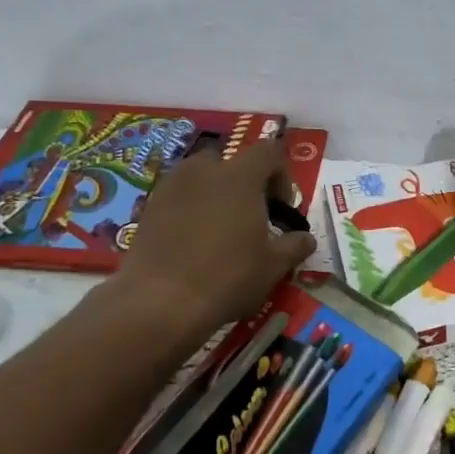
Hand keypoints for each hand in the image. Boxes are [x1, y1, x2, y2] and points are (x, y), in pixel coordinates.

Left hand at [85, 139, 316, 339]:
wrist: (160, 301)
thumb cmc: (228, 276)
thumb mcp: (274, 266)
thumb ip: (294, 245)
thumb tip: (306, 238)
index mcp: (240, 176)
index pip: (269, 152)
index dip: (282, 176)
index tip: (282, 208)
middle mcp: (204, 171)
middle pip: (230, 162)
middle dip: (244, 184)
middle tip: (251, 218)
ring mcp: (171, 187)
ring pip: (200, 179)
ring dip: (215, 196)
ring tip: (220, 232)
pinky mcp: (148, 208)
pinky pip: (178, 198)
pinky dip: (190, 211)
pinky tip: (194, 244)